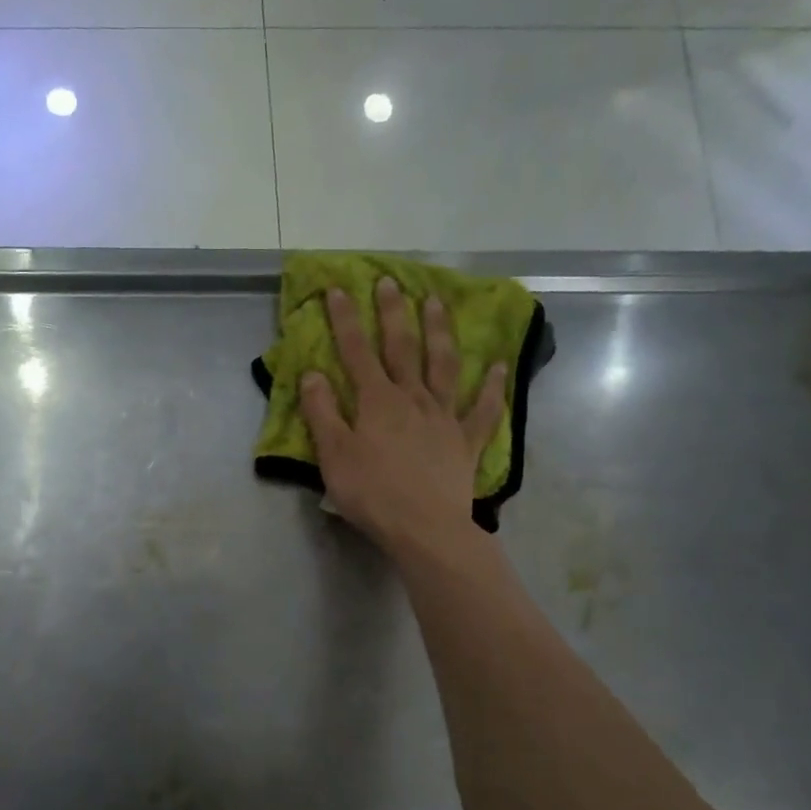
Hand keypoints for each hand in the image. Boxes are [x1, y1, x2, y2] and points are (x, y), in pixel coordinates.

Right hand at [299, 277, 506, 559]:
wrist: (424, 528)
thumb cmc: (372, 493)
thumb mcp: (334, 455)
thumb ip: (322, 412)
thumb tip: (312, 373)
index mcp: (377, 401)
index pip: (356, 351)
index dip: (345, 320)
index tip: (338, 290)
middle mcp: (412, 398)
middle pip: (402, 348)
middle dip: (393, 313)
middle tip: (391, 282)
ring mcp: (444, 417)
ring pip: (443, 365)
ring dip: (439, 332)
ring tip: (437, 302)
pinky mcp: (466, 441)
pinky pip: (483, 409)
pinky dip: (491, 387)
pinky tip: (498, 366)